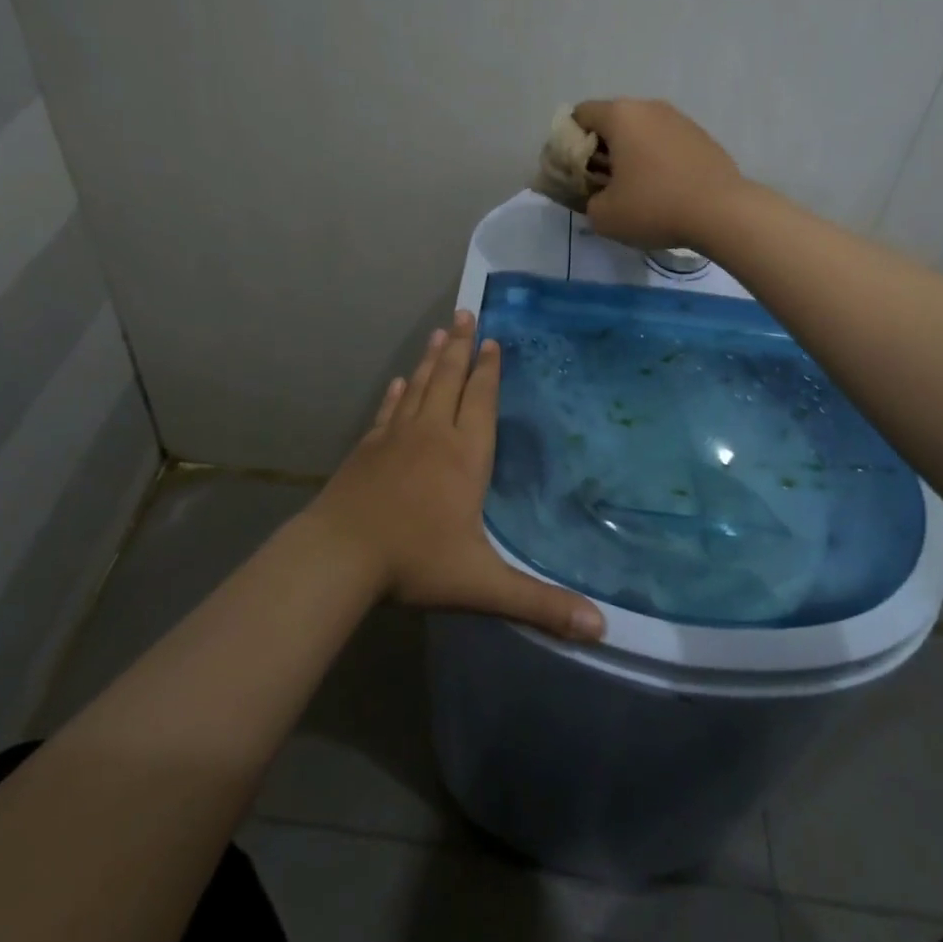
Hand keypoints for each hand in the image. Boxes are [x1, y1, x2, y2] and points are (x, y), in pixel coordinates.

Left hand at [303, 311, 604, 641]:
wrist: (340, 554)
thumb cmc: (415, 561)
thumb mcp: (482, 584)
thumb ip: (540, 603)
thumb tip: (602, 628)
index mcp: (464, 456)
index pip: (480, 400)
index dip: (488, 370)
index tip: (492, 340)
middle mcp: (432, 434)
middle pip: (448, 379)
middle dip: (460, 346)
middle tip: (465, 312)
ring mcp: (395, 436)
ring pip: (418, 386)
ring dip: (430, 358)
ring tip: (440, 331)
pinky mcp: (368, 447)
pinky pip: (387, 410)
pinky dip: (396, 393)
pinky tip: (398, 381)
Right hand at [571, 98, 747, 250]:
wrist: (723, 213)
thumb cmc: (654, 207)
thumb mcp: (603, 215)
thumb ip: (587, 200)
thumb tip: (597, 195)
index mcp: (620, 115)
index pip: (580, 114)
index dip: (569, 141)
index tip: (575, 171)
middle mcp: (650, 107)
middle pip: (612, 121)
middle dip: (601, 148)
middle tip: (601, 182)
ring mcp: (680, 119)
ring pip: (642, 131)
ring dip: (631, 154)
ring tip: (635, 188)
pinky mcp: (702, 137)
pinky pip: (666, 143)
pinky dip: (657, 160)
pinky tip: (664, 190)